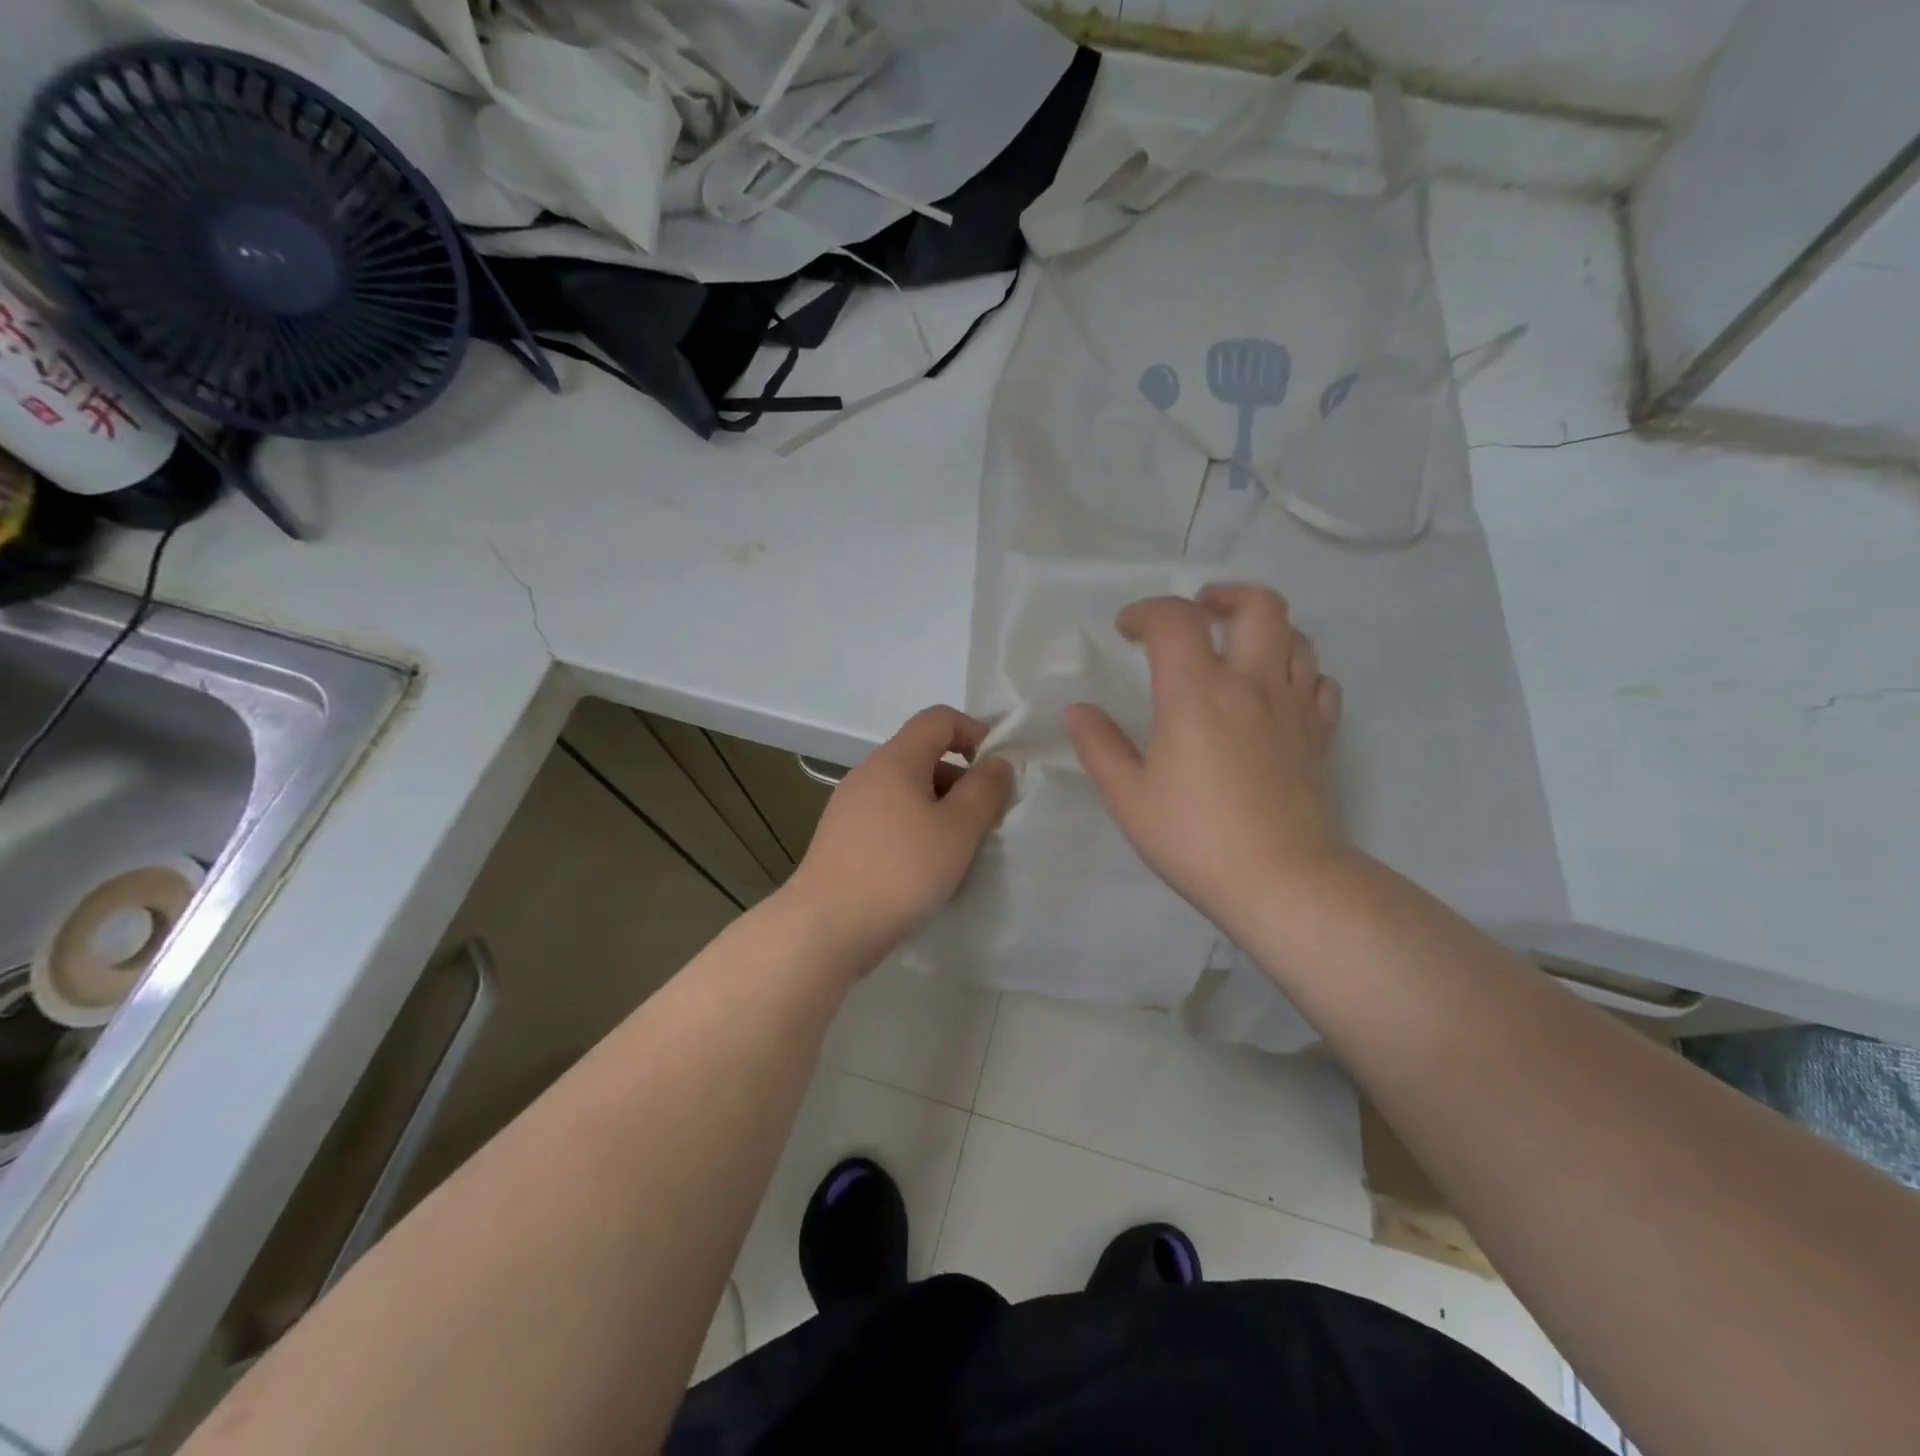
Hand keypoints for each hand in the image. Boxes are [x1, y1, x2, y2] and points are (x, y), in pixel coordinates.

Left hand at [788, 706, 1013, 967]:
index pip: (939, 718)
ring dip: (941, 811)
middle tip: (986, 822)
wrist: (826, 927)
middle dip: (962, 781)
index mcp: (895, 760)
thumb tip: (997, 763)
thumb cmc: (900, 870)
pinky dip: (916, 831)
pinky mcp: (843, 839)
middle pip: (924, 757)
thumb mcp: (958, 829)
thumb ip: (985, 790)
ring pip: (908, 792)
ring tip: (960, 852)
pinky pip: (890, 819)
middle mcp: (868, 774)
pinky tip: (926, 869)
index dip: (974, 732)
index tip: (997, 771)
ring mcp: (850, 807)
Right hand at [1066, 584, 1345, 934]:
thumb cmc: (1195, 837)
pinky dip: (1296, 672)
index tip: (1127, 631)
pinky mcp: (1320, 736)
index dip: (1146, 612)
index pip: (1174, 620)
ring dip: (1263, 630)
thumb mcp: (1129, 797)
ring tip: (1236, 651)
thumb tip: (1078, 710)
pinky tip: (1276, 693)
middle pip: (1258, 605)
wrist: (1282, 880)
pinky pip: (1318, 681)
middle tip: (1198, 614)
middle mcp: (1251, 683)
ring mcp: (1294, 707)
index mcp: (1196, 692)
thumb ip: (1100, 746)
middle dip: (1223, 597)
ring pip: (1296, 637)